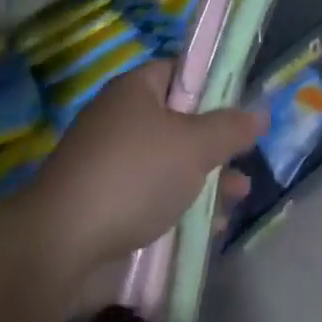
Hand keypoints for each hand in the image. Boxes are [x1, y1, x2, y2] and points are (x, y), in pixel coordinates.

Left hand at [28, 63, 266, 279]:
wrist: (60, 249)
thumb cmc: (133, 176)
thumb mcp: (193, 146)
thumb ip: (230, 129)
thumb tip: (260, 113)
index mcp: (135, 91)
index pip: (180, 72)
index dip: (212, 85)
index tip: (240, 109)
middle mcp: (121, 121)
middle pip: (179, 123)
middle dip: (214, 146)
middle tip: (244, 162)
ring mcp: (111, 167)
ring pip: (169, 167)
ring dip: (204, 183)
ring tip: (237, 200)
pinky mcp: (106, 209)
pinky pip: (153, 201)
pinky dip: (180, 212)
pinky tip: (208, 231)